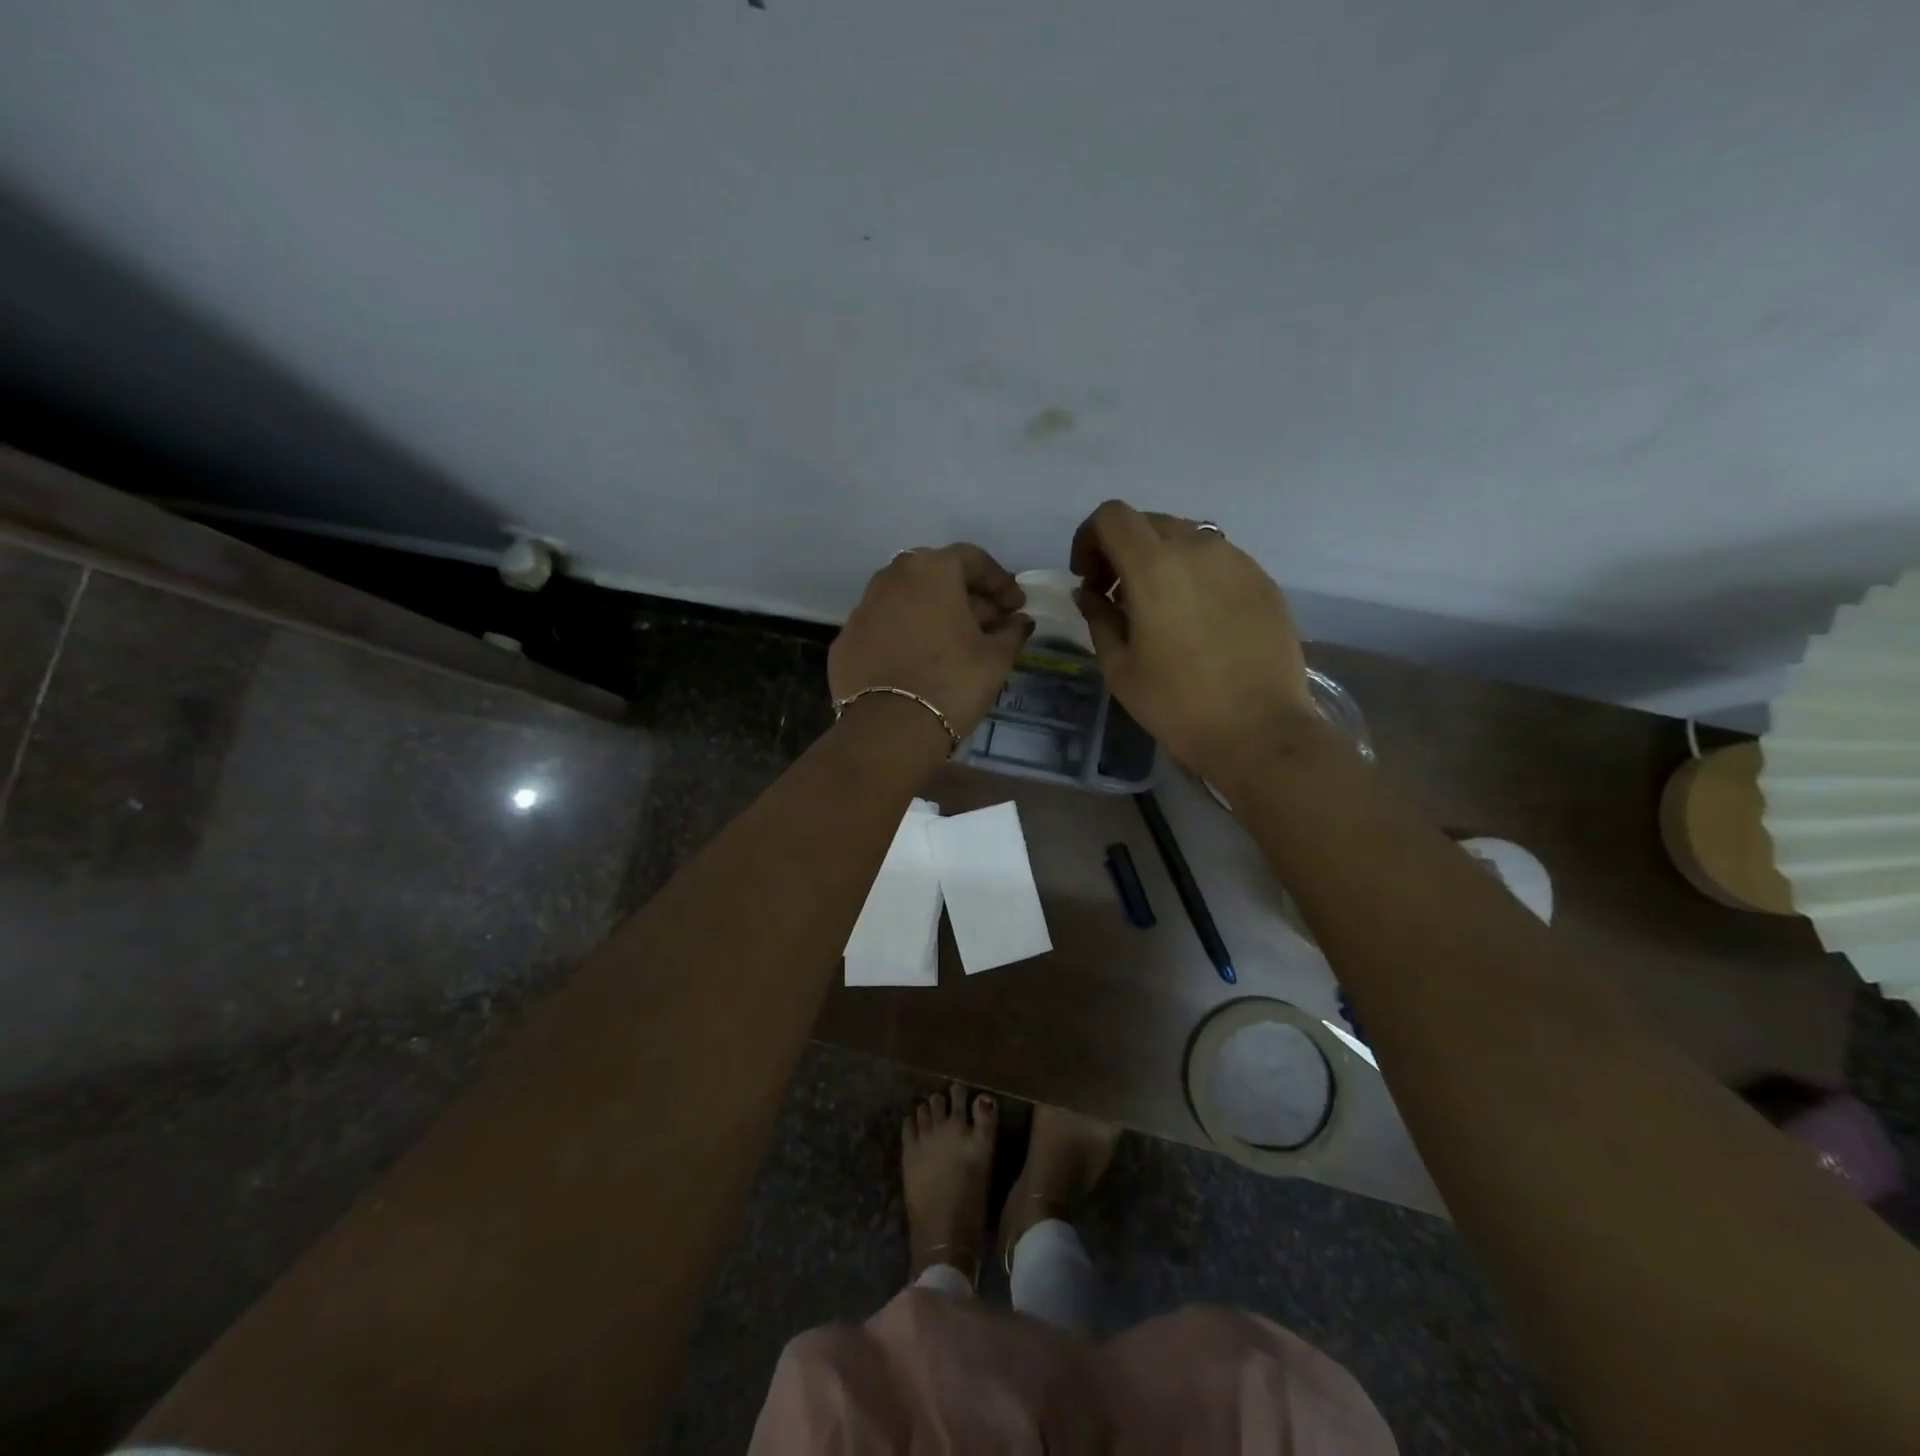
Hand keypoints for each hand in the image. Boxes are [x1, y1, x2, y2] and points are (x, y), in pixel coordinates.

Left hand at [829, 544, 1032, 742]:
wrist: (889, 729)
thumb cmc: (953, 682)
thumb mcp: (996, 658)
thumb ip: (1011, 632)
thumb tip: (1020, 622)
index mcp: (932, 570)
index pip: (973, 559)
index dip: (999, 582)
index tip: (1016, 607)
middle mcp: (892, 577)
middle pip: (936, 575)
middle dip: (965, 596)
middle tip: (987, 625)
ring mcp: (862, 608)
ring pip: (905, 600)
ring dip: (932, 614)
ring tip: (953, 644)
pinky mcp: (845, 641)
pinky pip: (883, 628)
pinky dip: (904, 636)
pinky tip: (918, 662)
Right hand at [1070, 501, 1315, 781]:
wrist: (1259, 731)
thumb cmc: (1177, 704)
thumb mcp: (1120, 667)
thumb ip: (1098, 618)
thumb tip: (1090, 593)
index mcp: (1154, 567)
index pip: (1112, 516)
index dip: (1089, 538)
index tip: (1088, 577)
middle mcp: (1197, 548)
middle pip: (1148, 521)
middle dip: (1122, 549)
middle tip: (1116, 595)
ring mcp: (1236, 560)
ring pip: (1186, 536)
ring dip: (1160, 559)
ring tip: (1159, 607)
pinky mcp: (1262, 580)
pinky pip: (1218, 559)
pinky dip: (1194, 573)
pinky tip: (1197, 618)